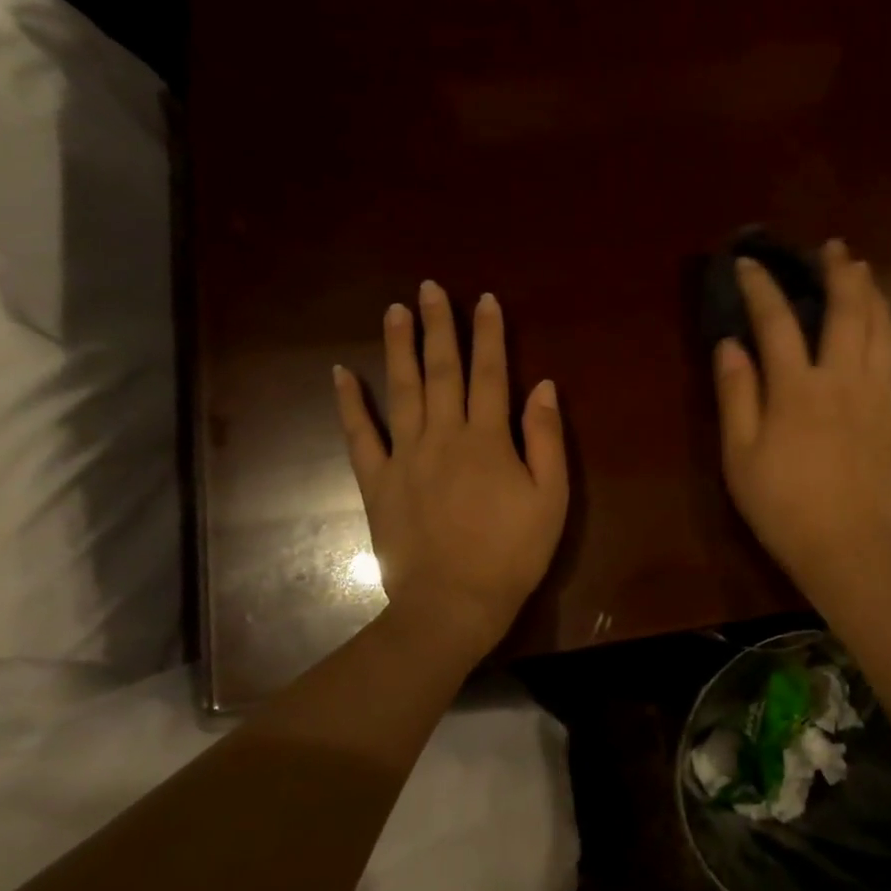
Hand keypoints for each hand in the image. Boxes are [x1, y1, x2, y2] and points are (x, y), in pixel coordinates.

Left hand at [334, 281, 568, 665]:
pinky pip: (360, 435)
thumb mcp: (551, 498)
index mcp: (487, 439)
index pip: (491, 374)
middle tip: (431, 288)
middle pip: (441, 370)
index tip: (485, 300)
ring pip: (399, 390)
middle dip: (439, 326)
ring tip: (395, 310)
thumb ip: (547, 440)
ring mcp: (405, 456)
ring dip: (397, 347)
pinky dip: (349, 403)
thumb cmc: (513, 552)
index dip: (489, 335)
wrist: (454, 603)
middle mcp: (443, 435)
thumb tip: (544, 387)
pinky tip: (340, 373)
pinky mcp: (378, 481)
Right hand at [714, 239, 890, 599]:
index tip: (748, 263)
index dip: (761, 288)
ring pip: (880, 328)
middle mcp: (841, 379)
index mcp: (797, 389)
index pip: (777, 322)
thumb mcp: (739, 455)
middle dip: (837, 273)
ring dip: (871, 292)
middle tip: (831, 247)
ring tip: (863, 270)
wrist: (847, 546)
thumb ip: (735, 395)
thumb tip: (729, 345)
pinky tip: (886, 322)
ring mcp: (875, 395)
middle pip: (846, 311)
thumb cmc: (783, 505)